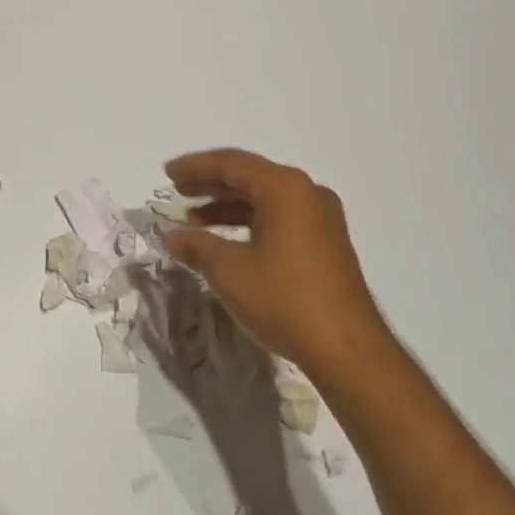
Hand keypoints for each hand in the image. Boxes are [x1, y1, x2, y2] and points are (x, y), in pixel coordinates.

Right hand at [163, 149, 393, 382]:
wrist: (348, 350)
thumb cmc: (284, 300)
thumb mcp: (230, 272)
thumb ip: (196, 246)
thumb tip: (172, 236)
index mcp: (285, 188)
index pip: (232, 164)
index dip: (195, 167)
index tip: (167, 174)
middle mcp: (307, 193)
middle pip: (250, 177)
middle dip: (210, 184)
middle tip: (176, 191)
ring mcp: (320, 218)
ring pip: (265, 199)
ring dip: (228, 206)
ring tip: (194, 221)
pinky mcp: (326, 242)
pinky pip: (280, 217)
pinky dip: (249, 223)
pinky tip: (227, 241)